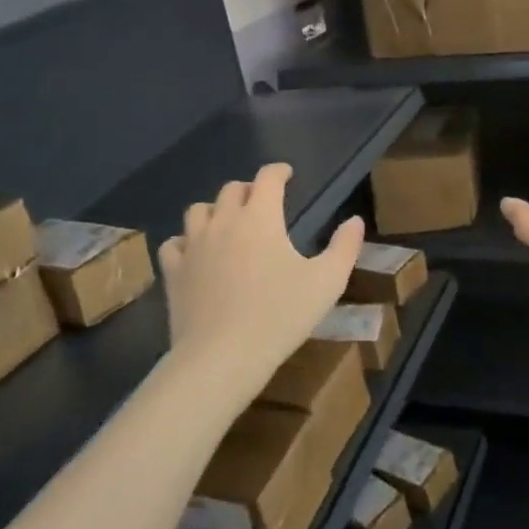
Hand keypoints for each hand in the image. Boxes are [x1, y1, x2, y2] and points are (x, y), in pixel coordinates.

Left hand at [159, 163, 365, 399]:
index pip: (267, 178)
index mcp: (260, 217)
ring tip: (227, 223)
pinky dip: (186, 241)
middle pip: (231, 190)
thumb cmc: (280, 315)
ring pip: (199, 210)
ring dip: (216, 210)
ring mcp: (194, 245)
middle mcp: (224, 221)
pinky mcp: (173, 272)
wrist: (222, 356)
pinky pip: (174, 244)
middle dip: (249, 190)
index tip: (287, 174)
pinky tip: (195, 252)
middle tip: (261, 202)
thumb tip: (355, 221)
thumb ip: (344, 247)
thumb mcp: (327, 282)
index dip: (278, 171)